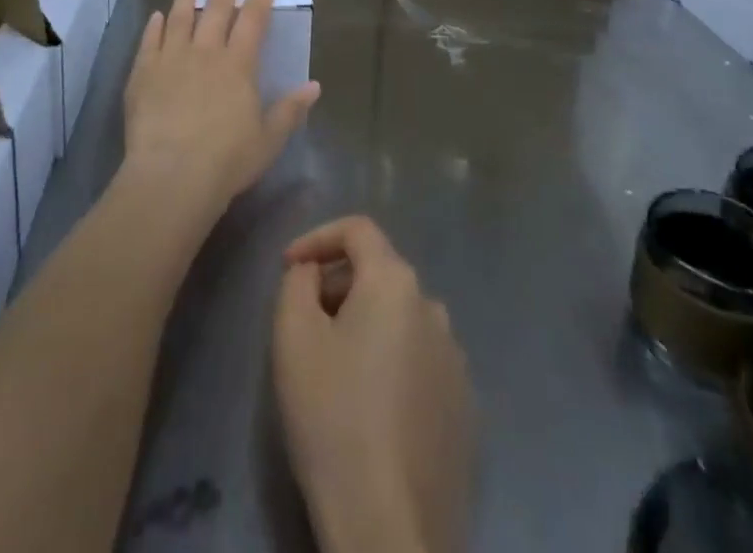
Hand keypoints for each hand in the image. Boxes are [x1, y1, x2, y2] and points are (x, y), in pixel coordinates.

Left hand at [121, 0, 320, 223]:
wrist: (172, 175)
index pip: (252, 22)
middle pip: (216, 10)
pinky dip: (155, 26)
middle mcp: (205, 52)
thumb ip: (290, 110)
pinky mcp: (143, 73)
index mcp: (238, 65)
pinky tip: (157, 16)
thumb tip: (314, 86)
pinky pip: (150, 41)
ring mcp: (171, 59)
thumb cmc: (227, 161)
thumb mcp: (268, 140)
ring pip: (180, 17)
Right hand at [273, 217, 473, 552]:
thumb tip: (314, 272)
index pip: (358, 229)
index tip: (287, 266)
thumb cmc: (334, 418)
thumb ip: (298, 282)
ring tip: (335, 367)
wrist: (391, 527)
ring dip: (366, 324)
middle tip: (305, 321)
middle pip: (380, 273)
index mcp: (396, 283)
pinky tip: (370, 406)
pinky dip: (391, 362)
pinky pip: (420, 360)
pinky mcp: (465, 407)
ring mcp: (456, 359)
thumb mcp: (293, 337)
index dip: (317, 236)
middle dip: (338, 284)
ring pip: (401, 318)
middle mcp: (434, 307)